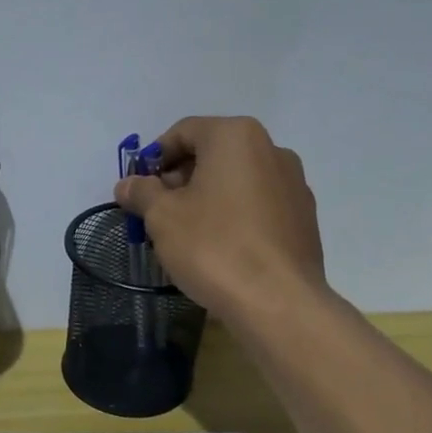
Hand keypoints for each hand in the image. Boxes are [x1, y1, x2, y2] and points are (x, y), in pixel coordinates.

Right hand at [113, 116, 325, 320]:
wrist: (277, 301)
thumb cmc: (213, 247)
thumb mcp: (162, 217)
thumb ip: (142, 193)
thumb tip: (128, 184)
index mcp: (236, 137)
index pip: (184, 131)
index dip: (154, 157)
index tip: (139, 187)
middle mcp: (271, 149)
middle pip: (213, 153)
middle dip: (181, 177)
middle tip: (158, 211)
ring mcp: (293, 183)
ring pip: (237, 179)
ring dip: (207, 196)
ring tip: (187, 232)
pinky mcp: (304, 217)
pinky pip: (258, 204)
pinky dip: (234, 214)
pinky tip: (220, 246)